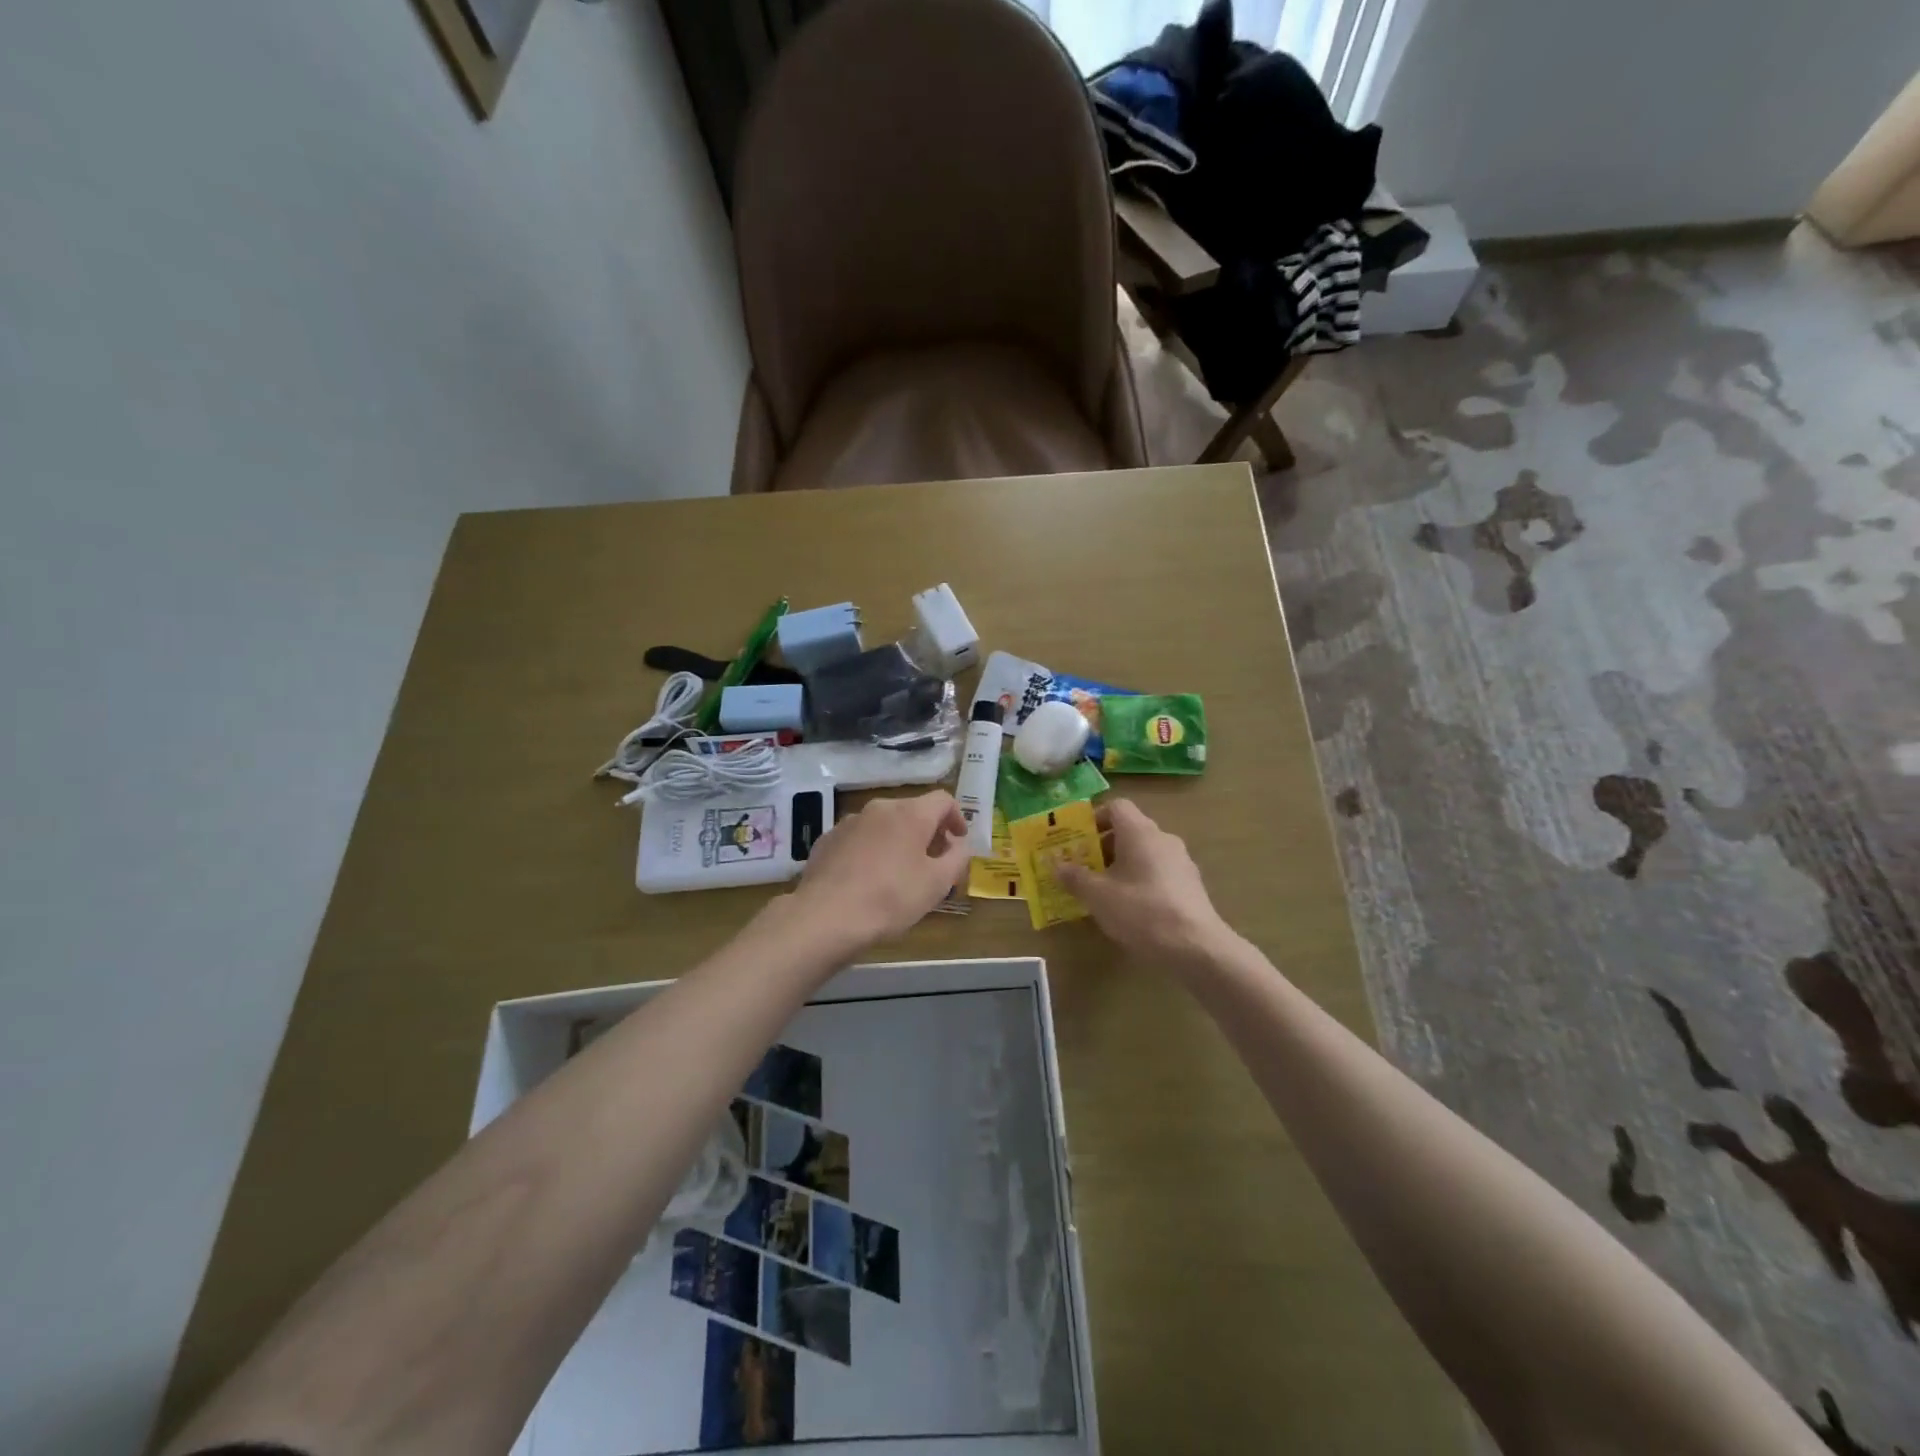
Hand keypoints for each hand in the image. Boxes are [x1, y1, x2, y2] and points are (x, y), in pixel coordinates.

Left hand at [790, 790, 970, 948]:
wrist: (825, 917)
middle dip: (928, 832)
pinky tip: (868, 878)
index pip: (943, 800)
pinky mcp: (827, 840)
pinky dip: (872, 850)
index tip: (959, 841)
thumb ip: (957, 858)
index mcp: (910, 813)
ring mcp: (849, 822)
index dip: (957, 817)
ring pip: (884, 824)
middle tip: (934, 861)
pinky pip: (859, 838)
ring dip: (899, 840)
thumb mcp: (937, 884)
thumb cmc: (890, 899)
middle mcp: (879, 808)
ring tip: (901, 872)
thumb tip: (959, 844)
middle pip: (912, 810)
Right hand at [1057, 800, 1238, 971]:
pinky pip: (1159, 872)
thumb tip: (1056, 865)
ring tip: (1103, 892)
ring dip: (1122, 865)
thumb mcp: (1098, 895)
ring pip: (1145, 853)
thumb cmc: (1141, 911)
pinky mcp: (1191, 886)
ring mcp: (1181, 862)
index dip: (1094, 818)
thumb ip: (1075, 877)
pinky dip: (1141, 881)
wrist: (1196, 947)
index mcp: (1140, 832)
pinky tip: (1131, 909)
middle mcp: (1163, 839)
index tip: (1078, 839)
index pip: (1117, 806)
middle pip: (1130, 830)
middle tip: (1083, 868)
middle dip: (1103, 846)